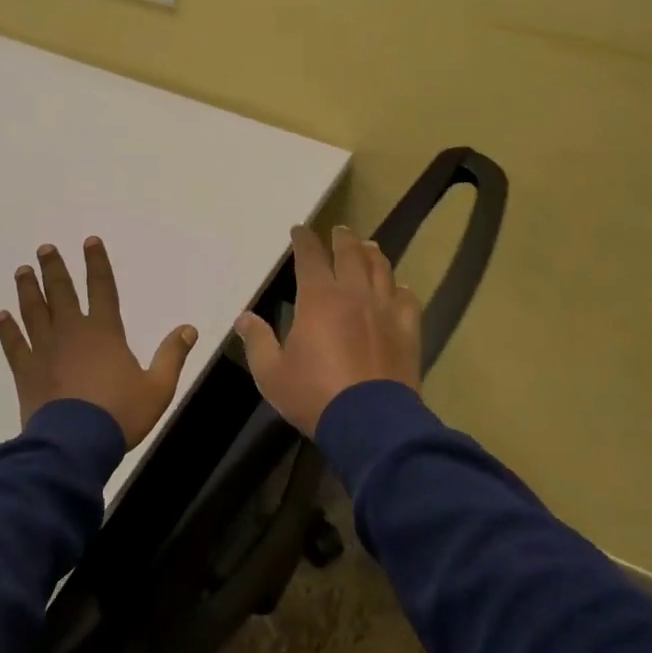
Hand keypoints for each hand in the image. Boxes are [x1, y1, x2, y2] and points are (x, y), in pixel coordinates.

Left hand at [0, 237, 199, 446]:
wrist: (74, 445)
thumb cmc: (120, 414)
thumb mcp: (157, 387)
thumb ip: (172, 356)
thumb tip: (189, 329)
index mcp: (105, 331)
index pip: (102, 287)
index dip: (97, 263)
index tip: (89, 241)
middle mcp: (72, 331)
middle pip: (61, 292)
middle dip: (54, 268)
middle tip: (45, 248)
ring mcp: (45, 350)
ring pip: (34, 312)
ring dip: (28, 290)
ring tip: (22, 270)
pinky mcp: (26, 371)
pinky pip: (14, 345)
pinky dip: (7, 329)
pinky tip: (0, 316)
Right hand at [234, 225, 421, 436]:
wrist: (370, 422)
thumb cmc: (314, 394)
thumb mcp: (272, 373)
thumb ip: (258, 342)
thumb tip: (244, 318)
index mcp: (319, 298)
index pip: (310, 256)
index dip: (304, 240)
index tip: (299, 230)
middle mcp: (354, 293)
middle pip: (350, 254)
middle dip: (342, 238)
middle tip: (339, 230)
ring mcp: (385, 309)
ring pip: (381, 269)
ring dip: (372, 254)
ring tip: (368, 247)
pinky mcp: (407, 329)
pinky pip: (407, 299)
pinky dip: (400, 288)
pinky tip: (398, 288)